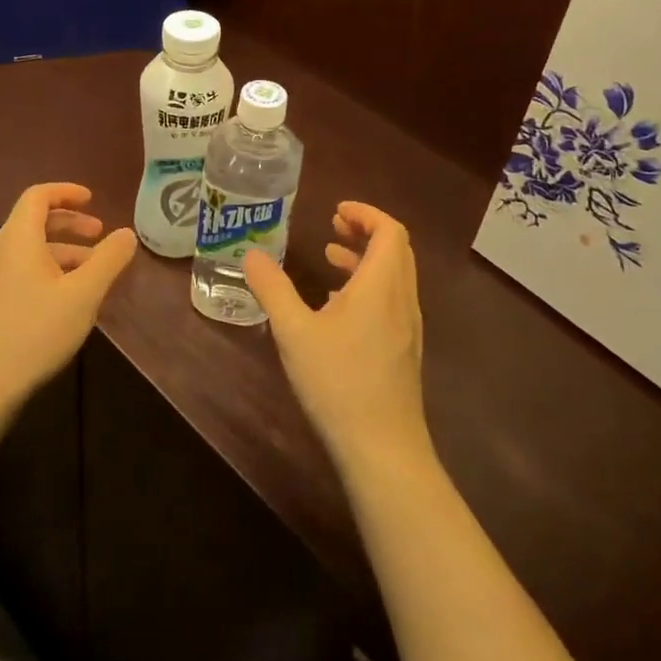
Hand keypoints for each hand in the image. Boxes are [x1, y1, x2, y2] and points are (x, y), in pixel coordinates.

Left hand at [0, 183, 136, 409]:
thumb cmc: (34, 332)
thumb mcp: (83, 295)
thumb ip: (108, 260)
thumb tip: (127, 233)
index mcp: (17, 239)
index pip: (37, 196)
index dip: (66, 192)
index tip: (93, 200)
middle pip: (33, 222)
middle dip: (70, 224)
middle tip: (100, 235)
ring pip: (29, 251)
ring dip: (63, 252)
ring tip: (93, 273)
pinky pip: (21, 272)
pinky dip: (48, 271)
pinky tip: (67, 300)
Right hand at [243, 201, 433, 479]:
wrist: (383, 448)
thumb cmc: (338, 382)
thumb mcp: (295, 332)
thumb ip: (273, 289)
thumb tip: (252, 254)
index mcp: (382, 286)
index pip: (390, 231)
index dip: (365, 214)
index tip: (335, 211)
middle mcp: (402, 300)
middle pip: (396, 250)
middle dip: (365, 231)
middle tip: (331, 227)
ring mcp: (408, 327)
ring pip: (395, 276)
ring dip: (366, 259)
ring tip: (330, 257)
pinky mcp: (404, 350)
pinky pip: (392, 300)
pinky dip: (370, 286)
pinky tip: (338, 307)